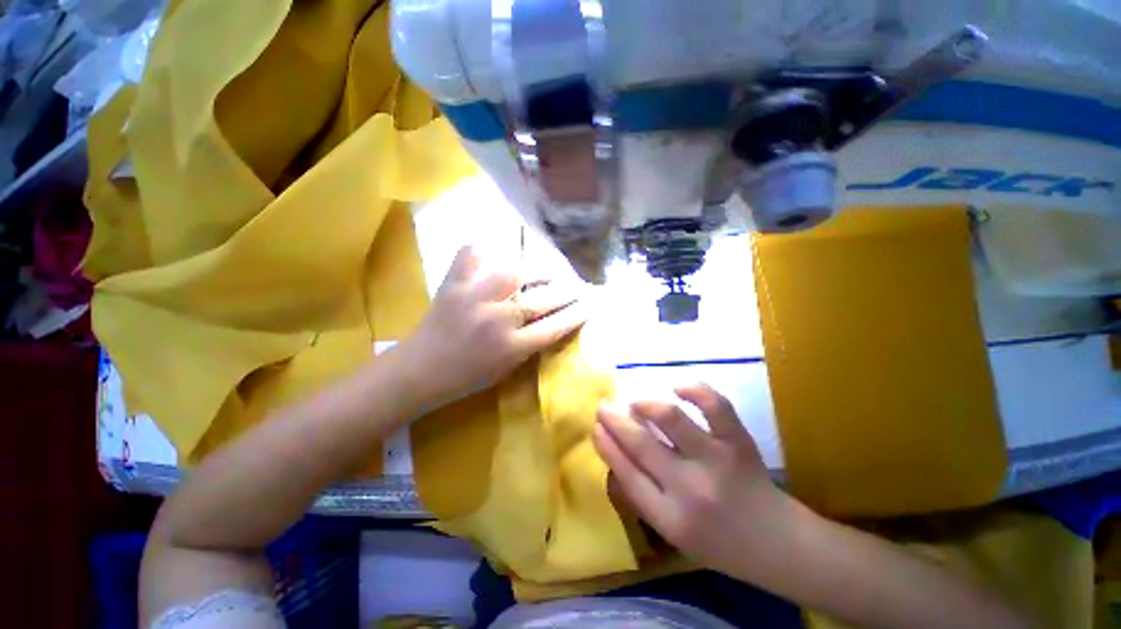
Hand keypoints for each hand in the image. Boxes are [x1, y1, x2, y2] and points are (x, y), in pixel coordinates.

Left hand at [398, 246, 587, 409]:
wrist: (419, 369)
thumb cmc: (466, 377)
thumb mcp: (507, 369)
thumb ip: (531, 345)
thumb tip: (554, 321)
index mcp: (510, 347)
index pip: (554, 326)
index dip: (576, 315)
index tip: (589, 306)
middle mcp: (497, 319)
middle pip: (542, 299)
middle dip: (567, 292)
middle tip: (578, 286)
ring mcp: (474, 296)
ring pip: (517, 272)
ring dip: (540, 269)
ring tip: (552, 269)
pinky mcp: (453, 283)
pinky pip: (473, 255)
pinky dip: (487, 249)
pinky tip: (499, 252)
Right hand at [594, 384, 804, 583]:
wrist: (778, 544)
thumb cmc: (719, 542)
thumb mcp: (673, 533)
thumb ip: (642, 497)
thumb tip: (614, 454)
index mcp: (670, 518)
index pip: (626, 473)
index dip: (606, 445)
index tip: (595, 428)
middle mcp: (690, 488)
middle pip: (640, 443)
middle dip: (614, 420)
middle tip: (603, 407)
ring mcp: (716, 460)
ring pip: (671, 418)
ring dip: (646, 404)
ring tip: (637, 403)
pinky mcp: (738, 442)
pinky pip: (715, 406)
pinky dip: (695, 389)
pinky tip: (678, 387)